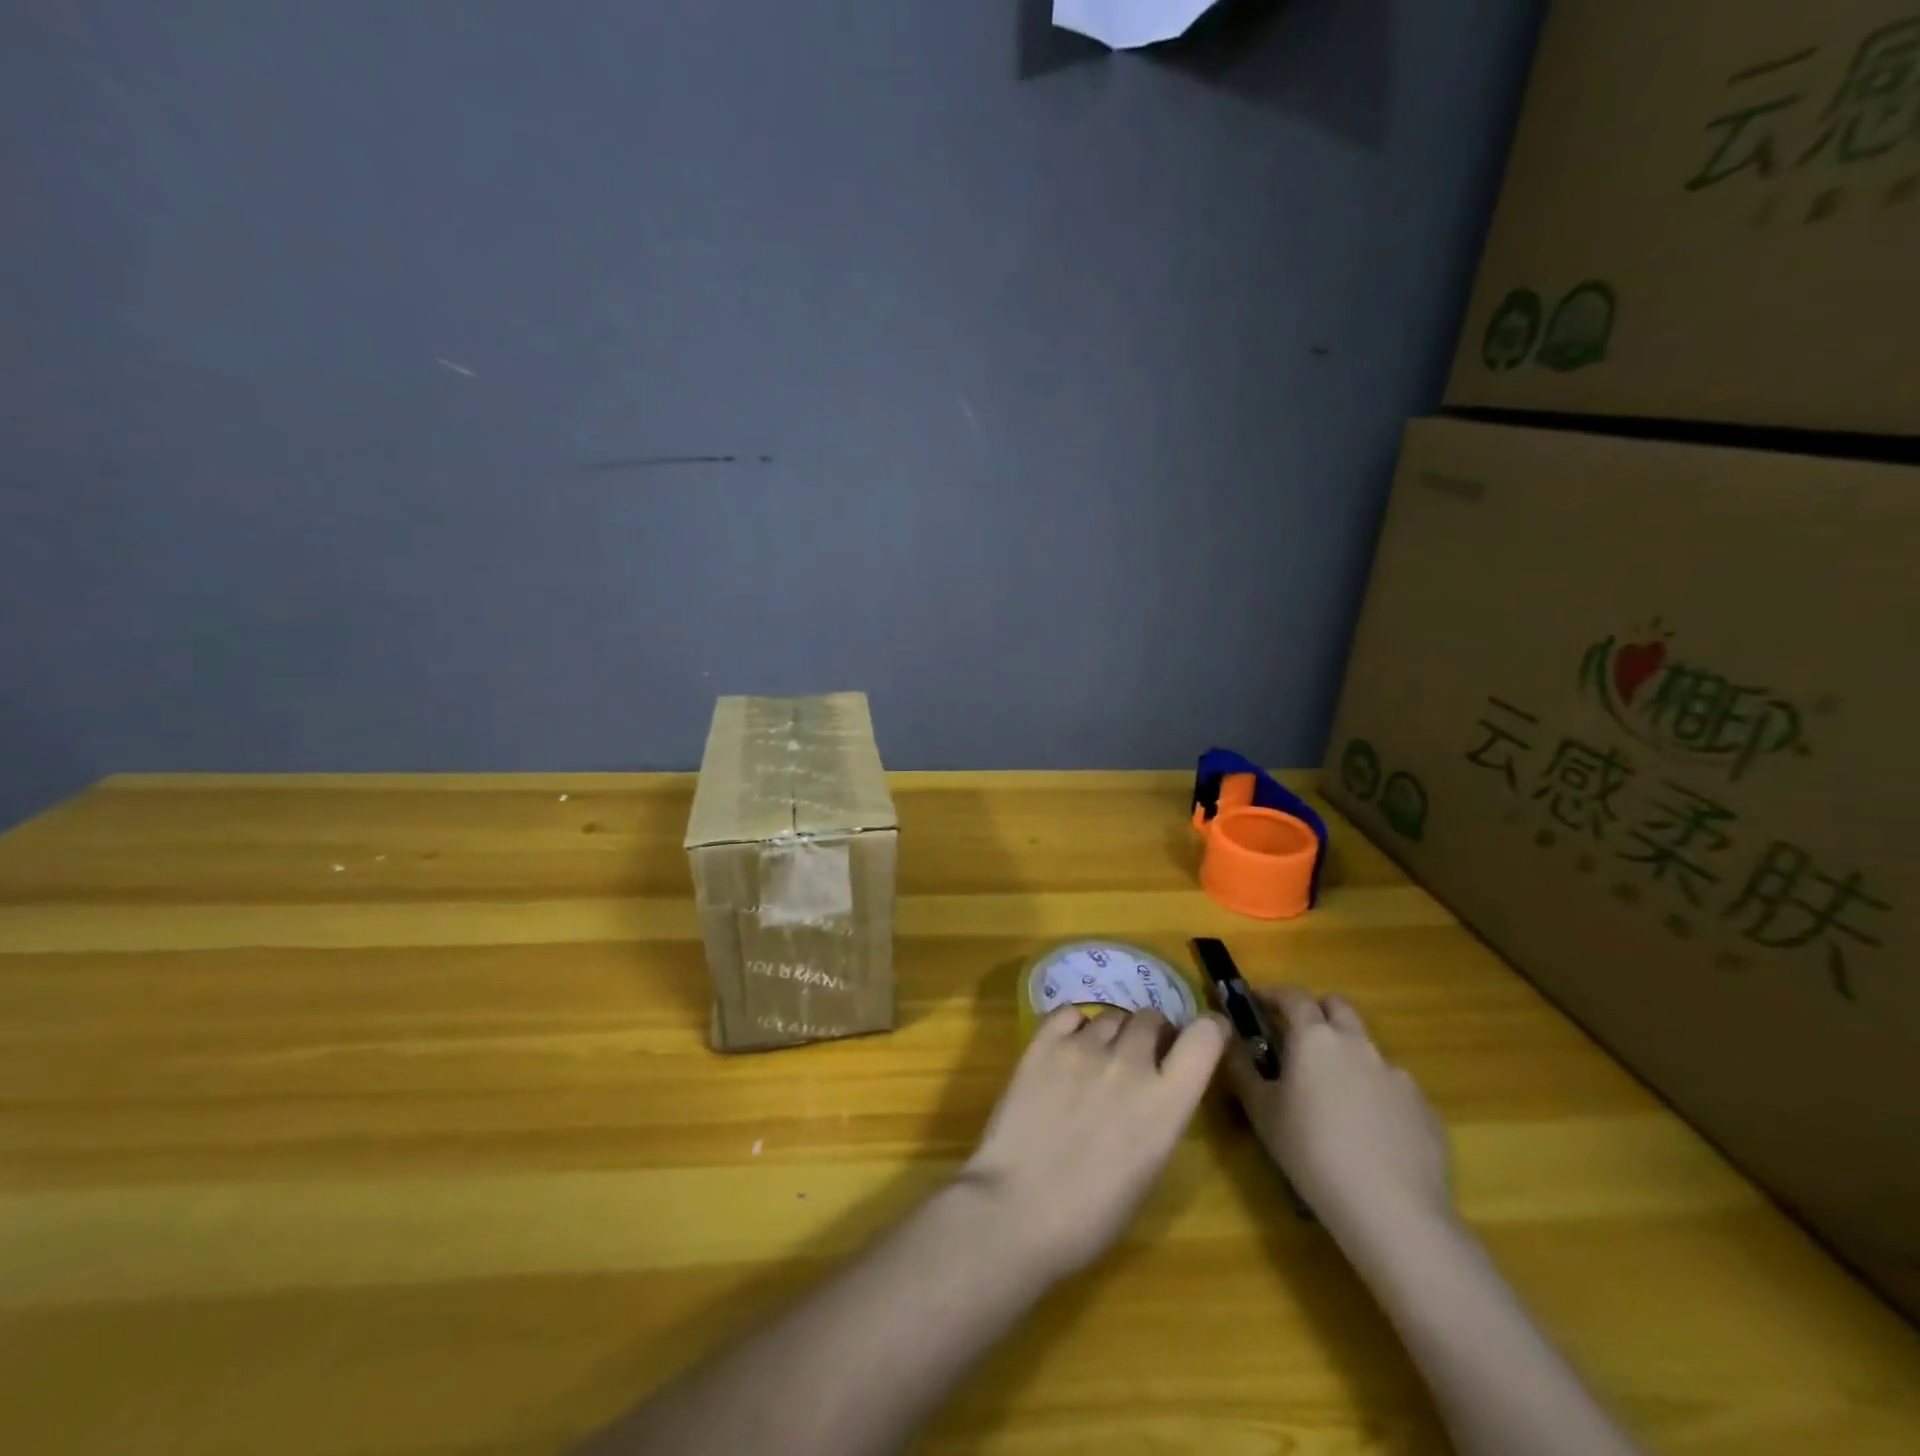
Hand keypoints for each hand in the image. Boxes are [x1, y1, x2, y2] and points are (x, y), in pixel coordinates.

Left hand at [959, 1007, 1227, 1282]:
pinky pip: (1070, 1013)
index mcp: (1167, 1102)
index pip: (1205, 1037)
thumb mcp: (1148, 1169)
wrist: (1017, 1209)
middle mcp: (1130, 1062)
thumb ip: (1160, 1115)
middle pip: (1151, 1019)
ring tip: (1097, 1061)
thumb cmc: (1091, 1214)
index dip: (1208, 1030)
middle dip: (1152, 1034)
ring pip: (1111, 1016)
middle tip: (1139, 1059)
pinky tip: (1068, 1048)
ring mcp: (1084, 1047)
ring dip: (1113, 1034)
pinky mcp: (1044, 1042)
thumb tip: (1156, 1086)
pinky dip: (1075, 1026)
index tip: (1204, 1035)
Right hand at [1223, 986, 1451, 1238]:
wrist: (1394, 1211)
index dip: (1273, 994)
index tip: (1258, 1002)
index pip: (1292, 995)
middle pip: (1337, 1007)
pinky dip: (1376, 1094)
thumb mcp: (1261, 1112)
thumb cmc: (1312, 1152)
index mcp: (1314, 1038)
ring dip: (1347, 1056)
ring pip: (1367, 1048)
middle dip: (1317, 1012)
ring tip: (1335, 1096)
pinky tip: (1370, 1133)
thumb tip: (1230, 1043)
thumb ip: (1242, 1070)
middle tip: (1298, 1039)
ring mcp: (1396, 1074)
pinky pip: (1393, 1087)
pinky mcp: (1424, 1108)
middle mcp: (1357, 1044)